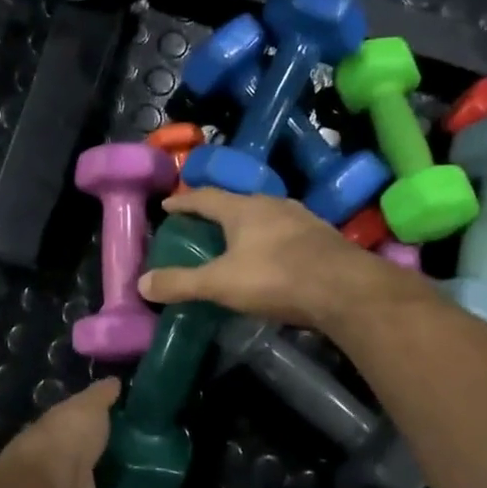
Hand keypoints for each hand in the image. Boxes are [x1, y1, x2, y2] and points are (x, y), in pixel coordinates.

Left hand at [0, 378, 135, 487]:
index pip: (73, 441)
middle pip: (81, 482)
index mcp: (56, 441)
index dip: (91, 443)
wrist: (48, 484)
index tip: (114, 446)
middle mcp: (55, 474)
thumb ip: (102, 397)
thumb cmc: (69, 437)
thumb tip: (115, 381)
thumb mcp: (89, 407)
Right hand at [138, 189, 421, 331]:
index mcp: (243, 209)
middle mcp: (273, 205)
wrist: (345, 290)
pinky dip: (273, 241)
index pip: (205, 197)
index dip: (184, 201)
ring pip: (267, 216)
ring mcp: (303, 219)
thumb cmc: (275, 278)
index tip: (168, 204)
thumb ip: (181, 283)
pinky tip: (273, 257)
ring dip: (249, 226)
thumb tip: (141, 284)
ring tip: (237, 240)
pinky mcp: (324, 238)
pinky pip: (289, 234)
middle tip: (202, 224)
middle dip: (218, 212)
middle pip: (238, 202)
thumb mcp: (220, 284)